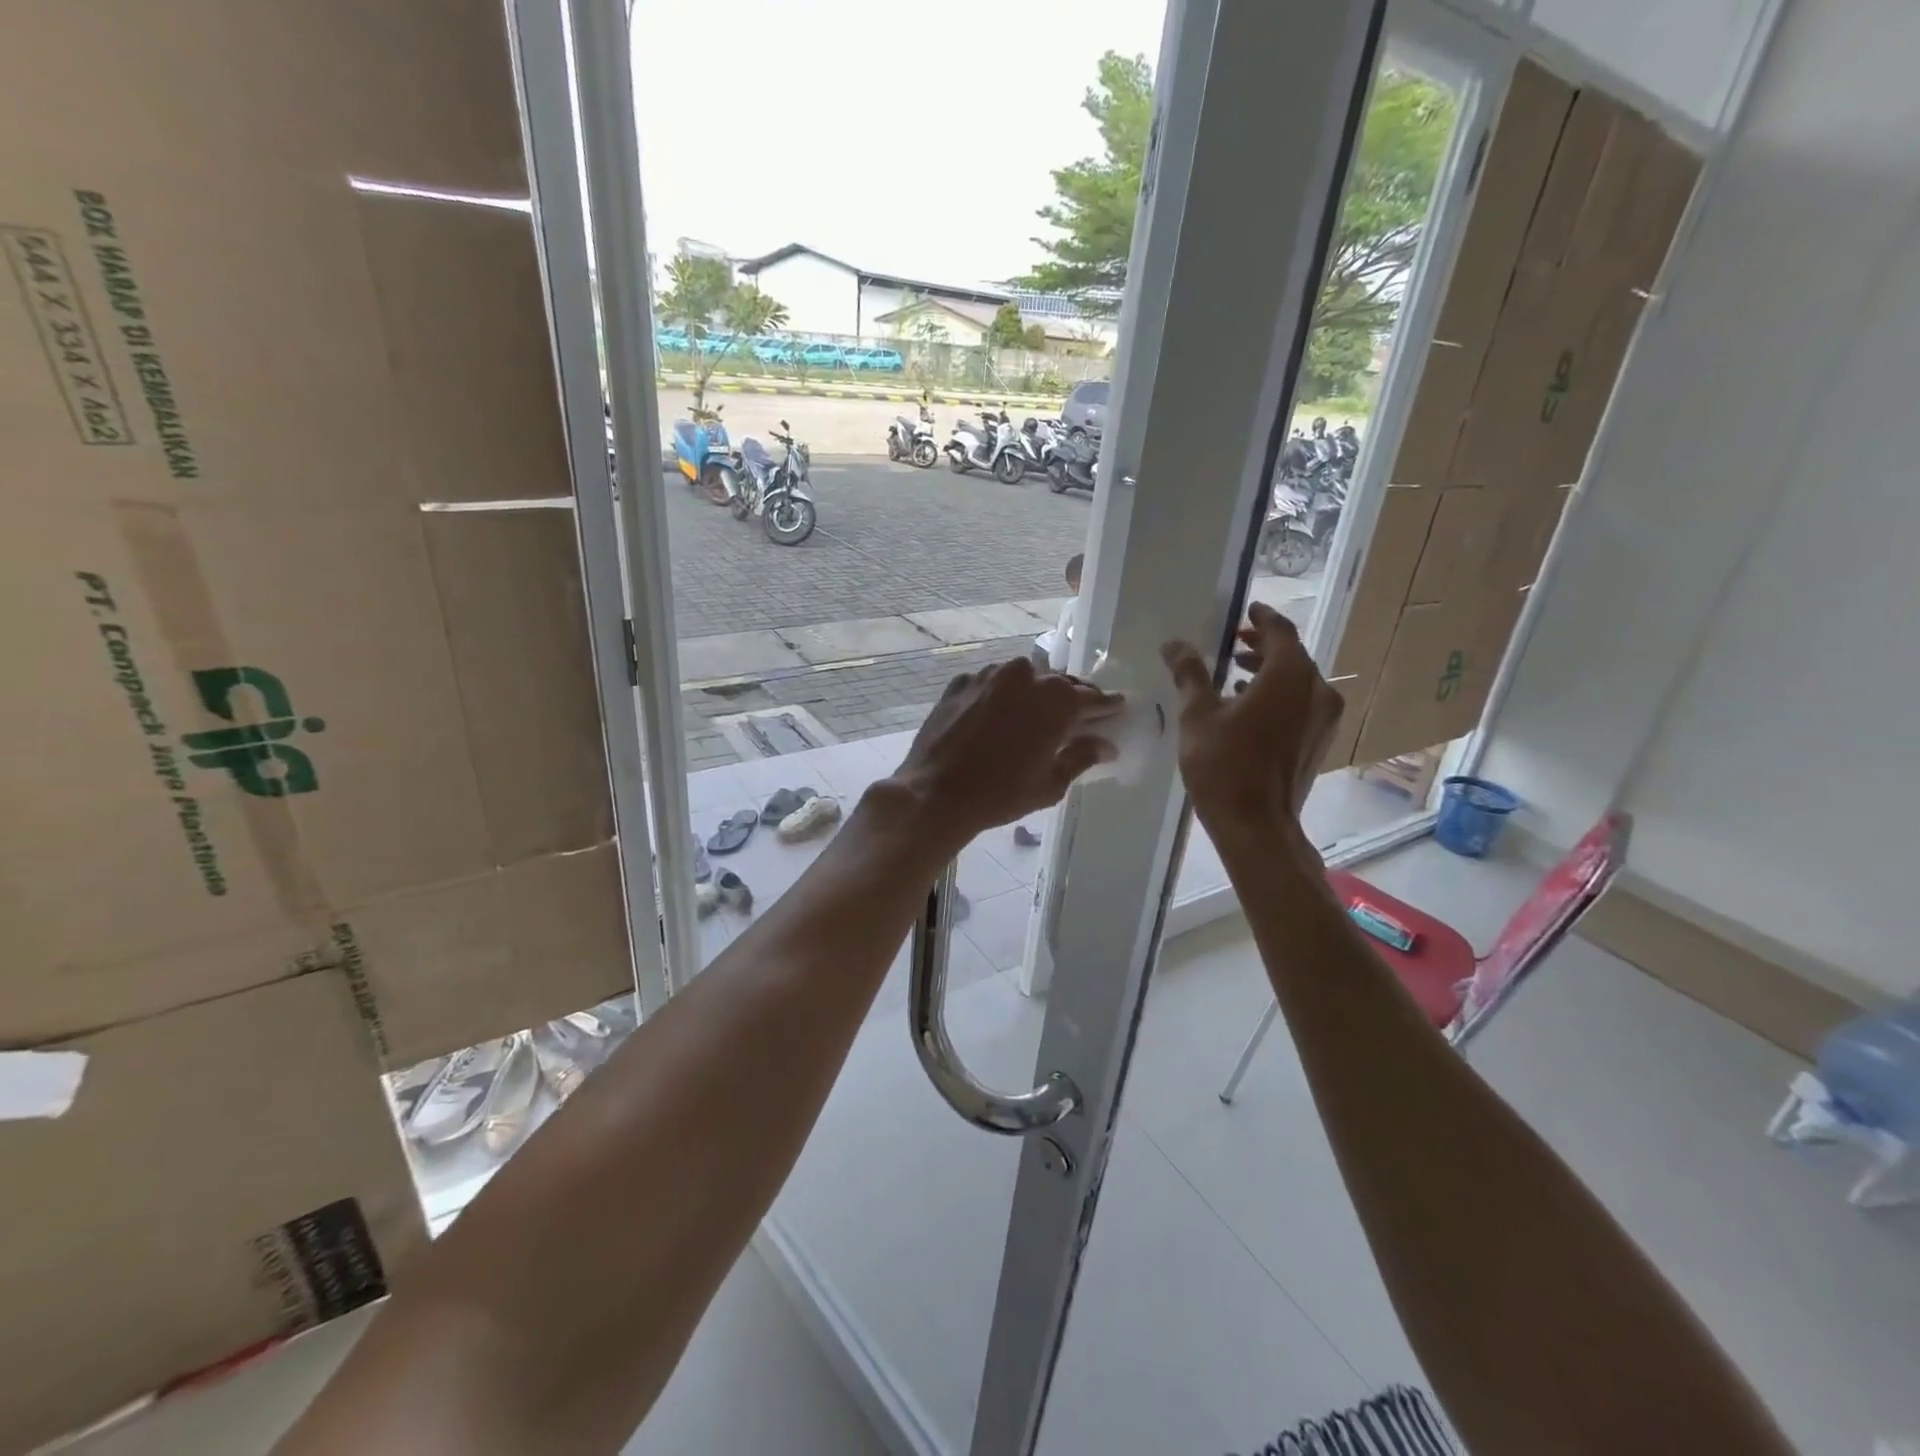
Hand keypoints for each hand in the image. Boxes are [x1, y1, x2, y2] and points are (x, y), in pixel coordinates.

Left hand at [888, 657, 1121, 849]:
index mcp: (1056, 699)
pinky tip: (996, 716)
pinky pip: (989, 684)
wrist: (936, 792)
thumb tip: (1106, 745)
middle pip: (1057, 683)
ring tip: (1032, 714)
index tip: (1117, 708)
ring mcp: (989, 675)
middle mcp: (1025, 675)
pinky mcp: (960, 683)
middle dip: (1068, 698)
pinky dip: (998, 695)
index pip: (1092, 697)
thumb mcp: (1051, 783)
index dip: (1106, 705)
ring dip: (1031, 693)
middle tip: (1075, 716)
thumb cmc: (1002, 793)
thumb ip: (1081, 757)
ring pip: (1021, 678)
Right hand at [1162, 603, 1343, 844]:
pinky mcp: (1319, 742)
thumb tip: (1175, 644)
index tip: (1246, 610)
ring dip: (1270, 672)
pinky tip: (1249, 709)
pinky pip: (1302, 704)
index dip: (1261, 617)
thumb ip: (1190, 674)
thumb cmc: (1224, 765)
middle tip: (1233, 644)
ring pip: (1299, 681)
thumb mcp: (1198, 715)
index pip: (1279, 631)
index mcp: (1289, 675)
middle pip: (1292, 655)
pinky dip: (1279, 696)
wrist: (1257, 826)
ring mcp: (1323, 718)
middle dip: (1262, 646)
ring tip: (1235, 676)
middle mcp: (1317, 690)